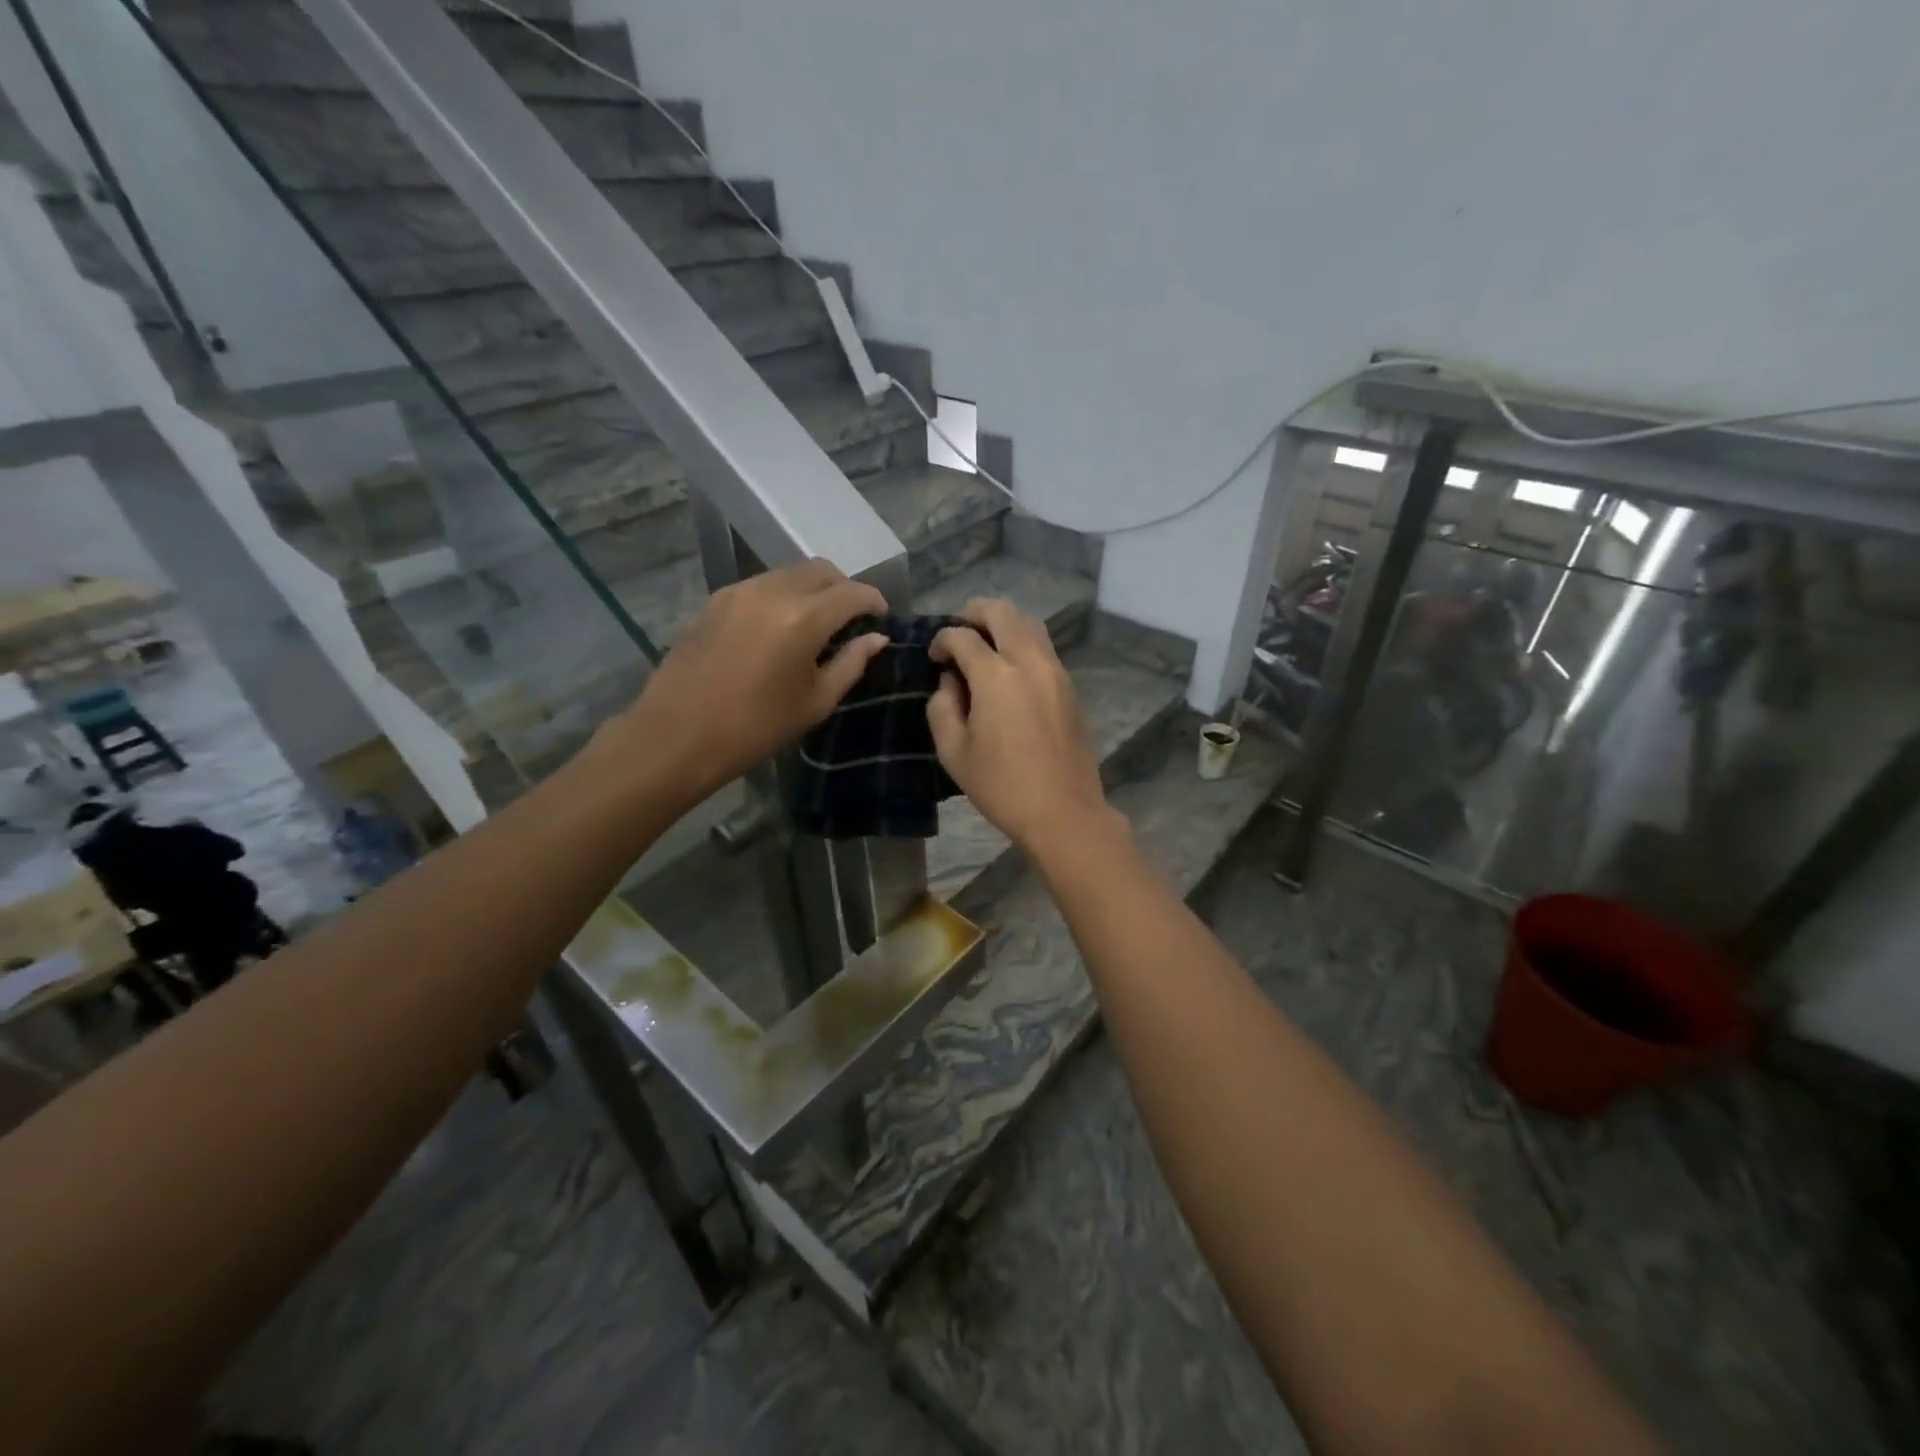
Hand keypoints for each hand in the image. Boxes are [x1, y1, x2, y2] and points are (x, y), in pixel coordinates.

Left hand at [597, 559, 886, 806]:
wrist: (677, 736)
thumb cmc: (755, 728)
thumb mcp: (815, 702)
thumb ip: (851, 664)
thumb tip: (876, 639)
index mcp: (803, 618)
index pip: (852, 592)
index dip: (874, 602)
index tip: (882, 618)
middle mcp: (772, 591)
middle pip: (821, 570)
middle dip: (844, 588)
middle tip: (852, 619)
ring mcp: (739, 591)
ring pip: (790, 573)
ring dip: (813, 590)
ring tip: (817, 624)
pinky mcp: (716, 600)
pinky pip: (762, 584)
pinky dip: (783, 596)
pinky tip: (781, 628)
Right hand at [928, 600, 1115, 854]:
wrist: (1063, 811)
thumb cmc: (1001, 786)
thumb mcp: (954, 751)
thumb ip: (942, 707)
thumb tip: (950, 681)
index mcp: (996, 676)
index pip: (963, 636)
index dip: (942, 640)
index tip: (934, 657)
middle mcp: (1029, 662)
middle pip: (1003, 612)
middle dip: (974, 613)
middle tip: (959, 632)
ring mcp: (1056, 672)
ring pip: (1030, 623)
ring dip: (1004, 624)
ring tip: (985, 646)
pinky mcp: (1070, 687)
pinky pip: (1044, 648)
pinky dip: (1023, 643)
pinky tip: (1010, 670)